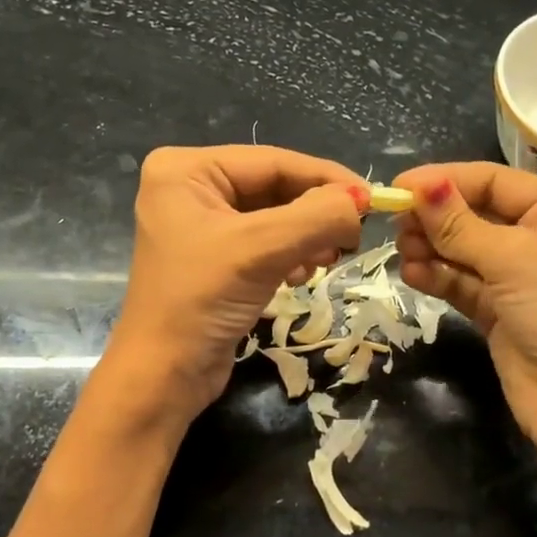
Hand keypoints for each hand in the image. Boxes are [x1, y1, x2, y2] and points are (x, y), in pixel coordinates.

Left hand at [105, 145, 367, 423]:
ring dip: (307, 237)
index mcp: (186, 170)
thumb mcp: (262, 249)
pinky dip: (291, 256)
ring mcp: (202, 226)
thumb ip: (317, 217)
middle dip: (315, 213)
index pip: (272, 161)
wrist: (164, 376)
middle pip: (275, 188)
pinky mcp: (215, 260)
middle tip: (353, 237)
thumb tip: (360, 203)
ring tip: (326, 261)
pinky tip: (302, 276)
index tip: (373, 199)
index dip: (326, 178)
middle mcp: (190, 189)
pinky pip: (266, 244)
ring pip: (275, 217)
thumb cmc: (201, 300)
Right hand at [394, 162, 536, 453]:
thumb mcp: (512, 259)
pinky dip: (437, 276)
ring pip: (464, 249)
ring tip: (402, 251)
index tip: (399, 188)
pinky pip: (461, 282)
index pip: (493, 181)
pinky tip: (412, 274)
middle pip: (475, 213)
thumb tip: (421, 187)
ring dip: (432, 247)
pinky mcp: (498, 310)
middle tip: (397, 223)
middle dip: (436, 218)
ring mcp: (517, 276)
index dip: (446, 181)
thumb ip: (460, 225)